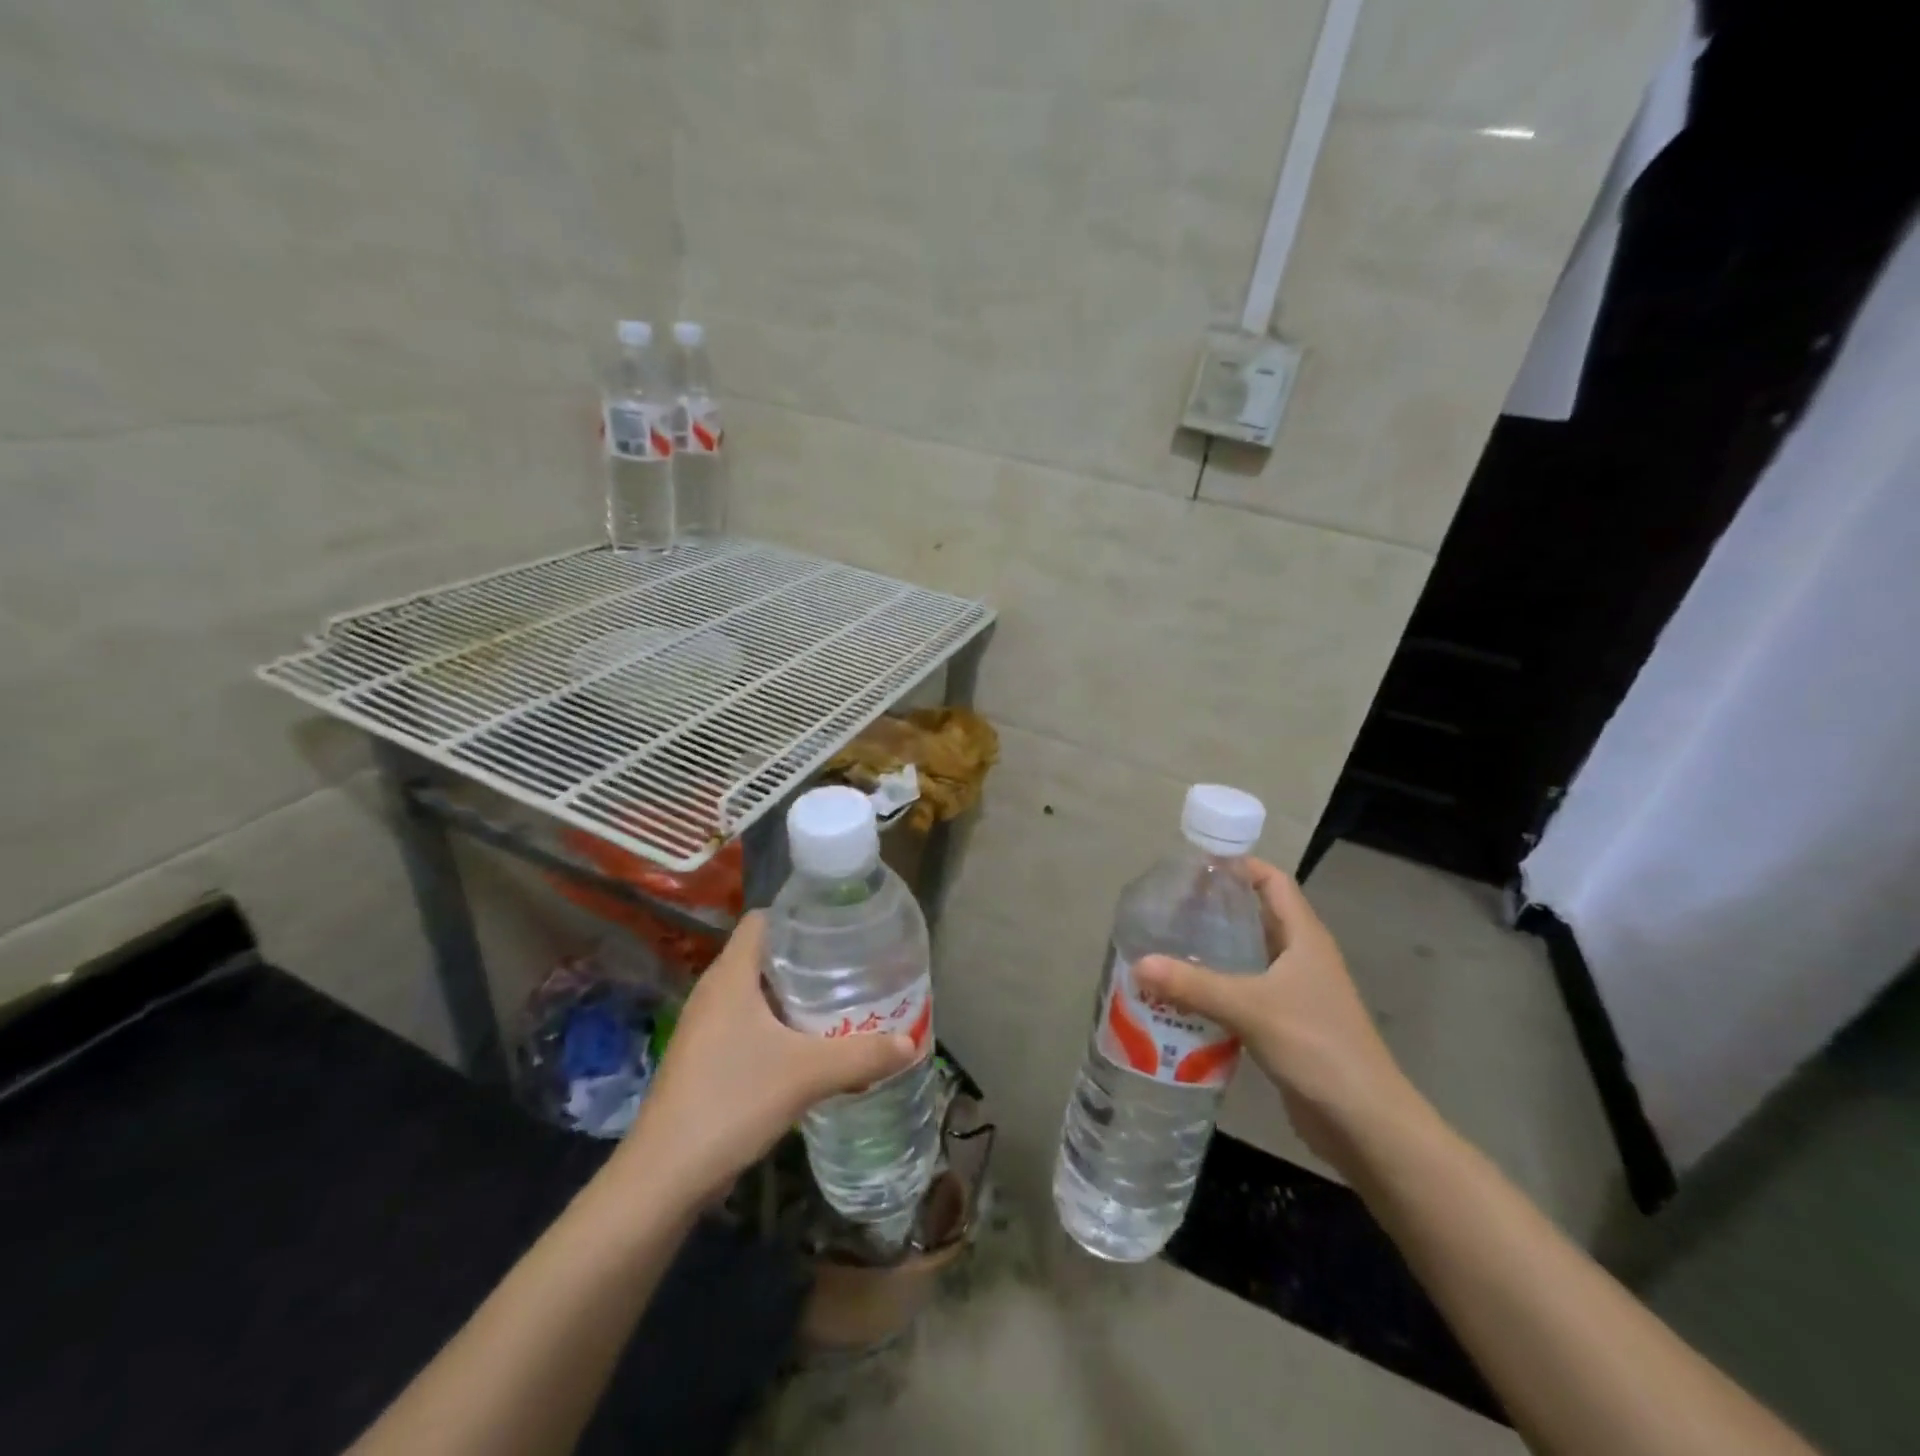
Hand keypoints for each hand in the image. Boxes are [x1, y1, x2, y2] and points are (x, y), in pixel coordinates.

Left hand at [611, 912, 916, 1201]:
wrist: (665, 1177)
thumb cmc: (732, 1102)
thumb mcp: (807, 1075)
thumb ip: (862, 1055)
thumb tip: (910, 1043)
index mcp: (731, 975)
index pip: (764, 919)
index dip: (800, 916)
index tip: (840, 927)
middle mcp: (715, 991)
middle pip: (765, 955)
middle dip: (808, 959)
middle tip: (852, 966)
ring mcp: (706, 1027)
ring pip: (758, 993)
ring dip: (795, 996)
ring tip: (840, 1002)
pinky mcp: (705, 1058)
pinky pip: (749, 1024)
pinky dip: (779, 1026)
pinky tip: (809, 1047)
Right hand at [1133, 860, 1425, 1164]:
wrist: (1364, 1121)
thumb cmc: (1316, 1045)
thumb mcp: (1250, 1008)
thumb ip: (1193, 985)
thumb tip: (1138, 963)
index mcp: (1304, 937)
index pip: (1272, 881)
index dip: (1239, 867)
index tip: (1194, 867)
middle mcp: (1302, 957)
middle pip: (1257, 916)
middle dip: (1216, 909)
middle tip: (1169, 908)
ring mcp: (1297, 992)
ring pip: (1250, 957)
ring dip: (1214, 951)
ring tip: (1167, 946)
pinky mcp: (1287, 1024)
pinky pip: (1246, 992)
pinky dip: (1218, 988)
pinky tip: (1185, 995)